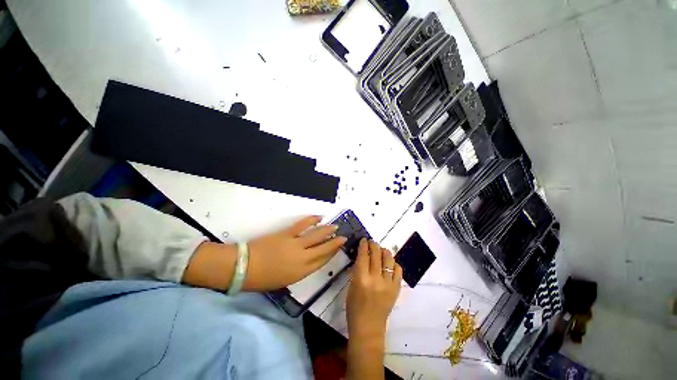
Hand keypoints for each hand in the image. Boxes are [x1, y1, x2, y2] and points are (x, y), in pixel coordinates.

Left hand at [244, 216, 346, 290]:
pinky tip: (319, 217)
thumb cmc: (263, 279)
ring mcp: (296, 244)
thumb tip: (309, 260)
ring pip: (317, 236)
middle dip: (335, 243)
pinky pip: (303, 225)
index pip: (322, 261)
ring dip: (328, 231)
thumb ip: (300, 270)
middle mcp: (303, 258)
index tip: (339, 248)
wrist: (244, 267)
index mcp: (302, 272)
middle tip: (343, 237)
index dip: (332, 254)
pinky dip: (312, 220)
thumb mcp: (285, 280)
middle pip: (324, 248)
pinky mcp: (288, 234)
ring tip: (335, 227)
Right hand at [346, 239, 401, 340]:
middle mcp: (376, 279)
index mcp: (361, 278)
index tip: (363, 239)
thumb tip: (362, 255)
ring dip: (384, 251)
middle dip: (373, 244)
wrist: (368, 327)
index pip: (363, 255)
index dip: (363, 245)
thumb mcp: (351, 286)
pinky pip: (398, 270)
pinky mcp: (396, 289)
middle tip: (371, 242)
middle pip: (376, 254)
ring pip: (388, 259)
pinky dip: (394, 263)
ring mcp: (388, 284)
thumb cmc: (354, 308)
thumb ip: (357, 270)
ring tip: (381, 249)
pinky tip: (389, 263)